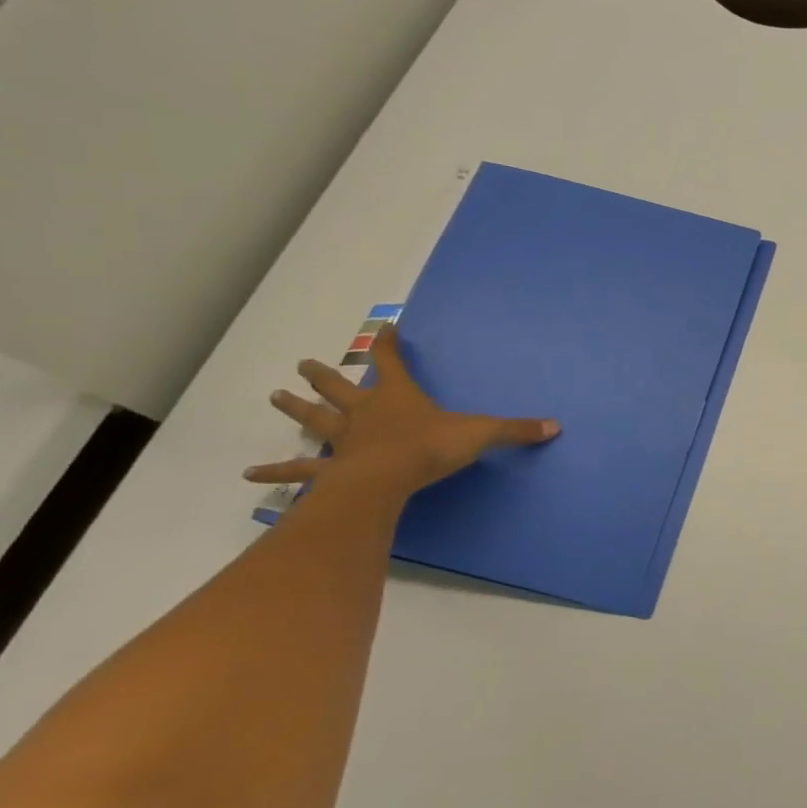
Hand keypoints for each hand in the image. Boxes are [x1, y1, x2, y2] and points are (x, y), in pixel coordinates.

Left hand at [243, 325, 558, 497]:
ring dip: (295, 409)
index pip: (393, 362)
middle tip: (303, 364)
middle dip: (324, 376)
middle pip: (340, 388)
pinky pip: (301, 471)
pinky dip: (278, 473)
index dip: (391, 345)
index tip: (386, 329)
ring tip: (273, 397)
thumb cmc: (431, 448)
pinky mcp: (330, 470)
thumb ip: (515, 430)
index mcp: (398, 397)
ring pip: (315, 421)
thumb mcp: (480, 434)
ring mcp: (343, 441)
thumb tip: (555, 426)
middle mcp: (365, 412)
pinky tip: (251, 476)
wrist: (387, 478)